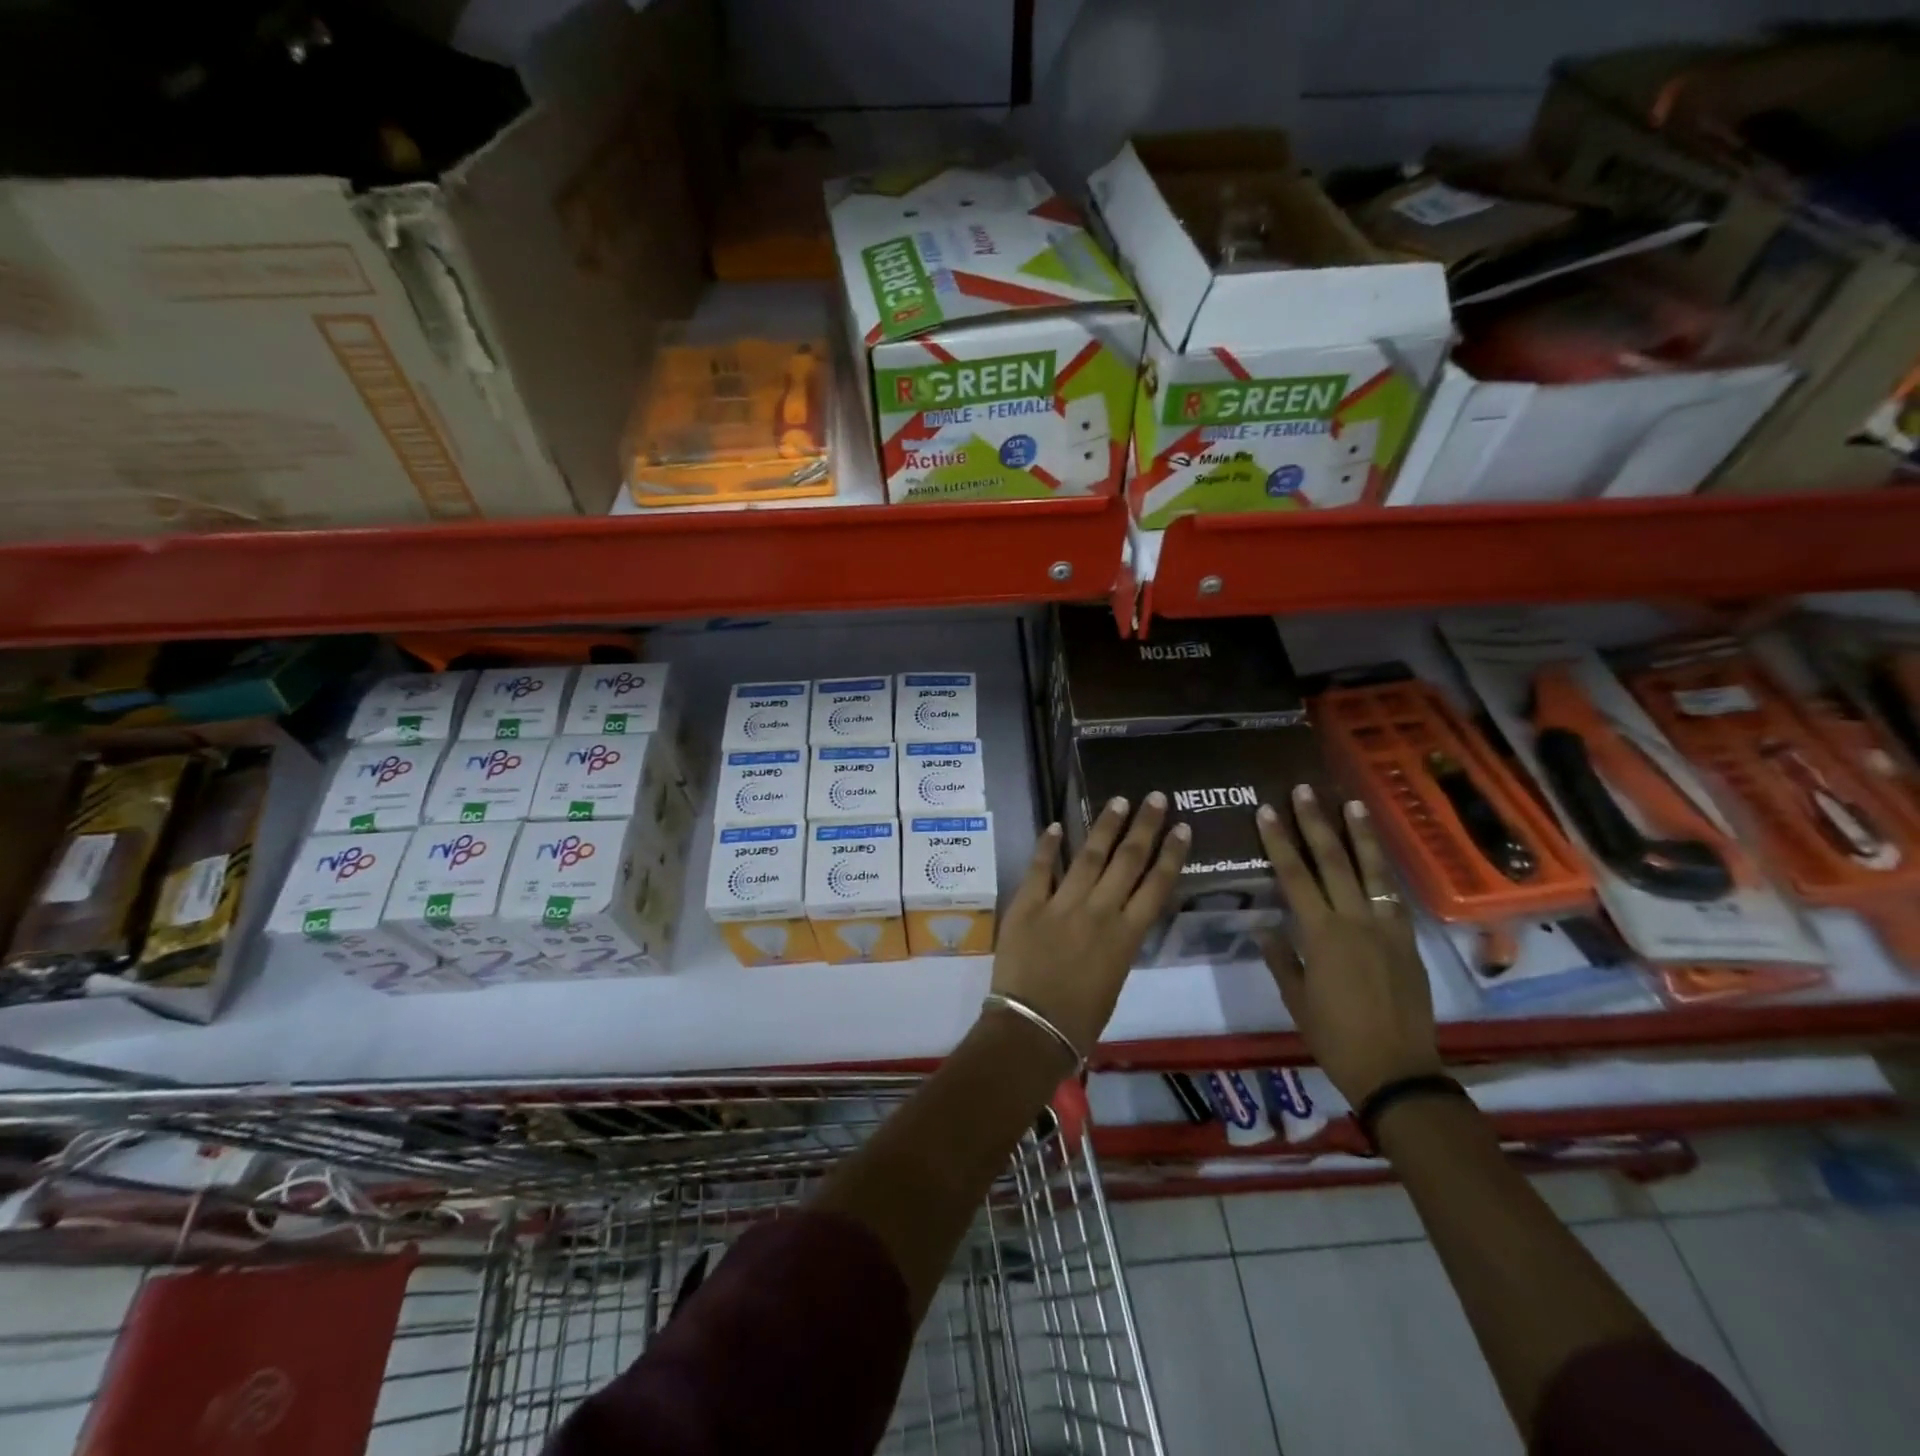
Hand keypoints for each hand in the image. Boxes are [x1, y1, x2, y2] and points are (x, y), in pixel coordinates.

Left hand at [989, 794, 1190, 1056]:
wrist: (1032, 1029)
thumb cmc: (1080, 1019)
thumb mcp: (1114, 979)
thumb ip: (1118, 942)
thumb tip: (1118, 916)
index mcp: (1126, 936)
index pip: (1156, 886)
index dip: (1171, 854)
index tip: (1182, 828)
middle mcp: (1099, 912)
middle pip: (1128, 860)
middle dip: (1144, 827)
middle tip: (1155, 798)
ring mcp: (1062, 905)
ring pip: (1089, 856)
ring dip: (1105, 826)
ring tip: (1118, 801)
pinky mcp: (1027, 905)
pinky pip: (1040, 868)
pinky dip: (1048, 846)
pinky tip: (1055, 824)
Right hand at [1256, 786, 1440, 1106]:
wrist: (1397, 1070)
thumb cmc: (1335, 1037)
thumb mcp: (1296, 1000)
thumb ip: (1280, 957)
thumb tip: (1263, 926)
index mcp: (1321, 934)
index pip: (1294, 875)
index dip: (1279, 841)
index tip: (1267, 811)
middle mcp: (1355, 921)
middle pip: (1333, 862)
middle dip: (1316, 823)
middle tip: (1305, 791)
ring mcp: (1386, 929)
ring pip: (1371, 871)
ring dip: (1359, 835)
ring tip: (1351, 804)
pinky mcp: (1408, 942)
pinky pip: (1393, 897)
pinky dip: (1384, 872)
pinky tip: (1378, 856)